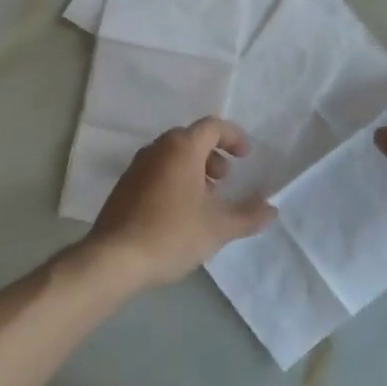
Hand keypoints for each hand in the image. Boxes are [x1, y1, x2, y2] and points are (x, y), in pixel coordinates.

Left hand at [88, 117, 275, 289]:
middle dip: (213, 156)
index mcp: (181, 148)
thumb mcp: (219, 227)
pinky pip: (156, 173)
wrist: (114, 259)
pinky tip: (179, 214)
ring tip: (205, 201)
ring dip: (193, 170)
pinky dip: (174, 181)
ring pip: (171, 157)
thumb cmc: (172, 233)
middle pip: (190, 140)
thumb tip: (271, 209)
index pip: (212, 126)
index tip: (245, 157)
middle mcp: (156, 150)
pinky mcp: (123, 188)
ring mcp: (135, 168)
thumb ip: (249, 215)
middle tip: (224, 181)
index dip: (233, 137)